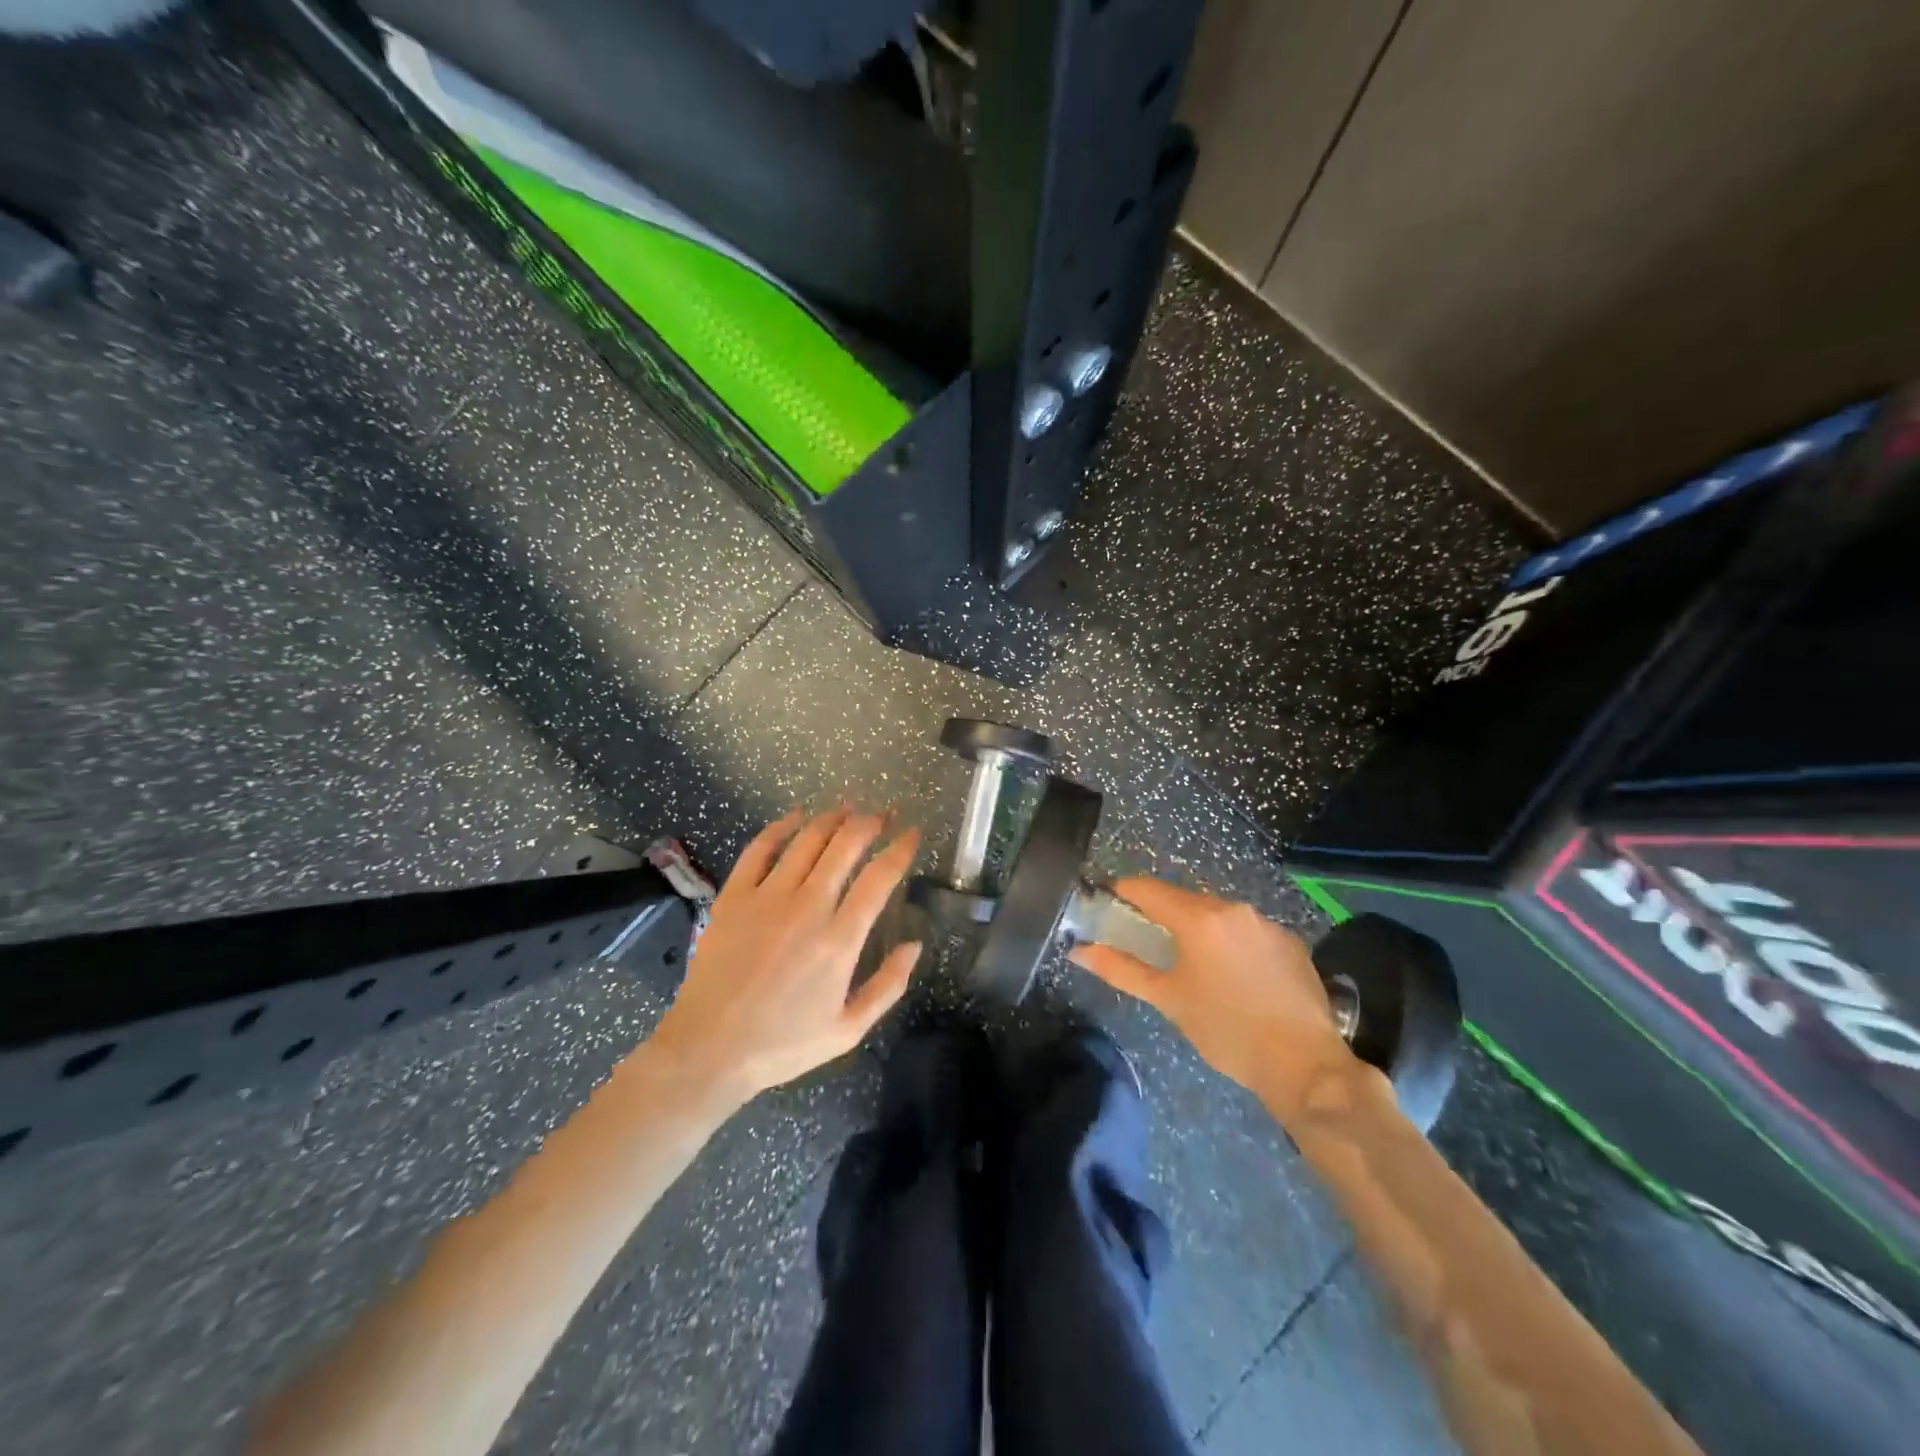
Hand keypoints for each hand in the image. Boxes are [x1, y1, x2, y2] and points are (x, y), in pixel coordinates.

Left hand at [649, 807, 921, 1106]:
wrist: (709, 1050)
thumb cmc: (783, 1045)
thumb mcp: (848, 1029)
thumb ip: (888, 986)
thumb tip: (915, 945)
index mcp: (840, 940)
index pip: (880, 878)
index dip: (900, 849)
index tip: (911, 834)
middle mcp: (808, 907)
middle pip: (846, 846)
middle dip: (870, 823)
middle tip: (881, 815)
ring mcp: (767, 898)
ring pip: (807, 839)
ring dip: (831, 818)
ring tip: (847, 809)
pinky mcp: (734, 897)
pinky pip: (759, 849)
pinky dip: (780, 827)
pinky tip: (795, 816)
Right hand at [1069, 878, 1354, 1116]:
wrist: (1304, 1064)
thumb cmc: (1226, 1031)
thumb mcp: (1168, 1000)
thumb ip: (1121, 969)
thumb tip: (1079, 951)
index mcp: (1199, 918)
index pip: (1149, 889)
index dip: (1124, 891)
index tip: (1108, 902)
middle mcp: (1234, 909)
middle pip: (1185, 899)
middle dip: (1162, 913)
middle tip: (1146, 939)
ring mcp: (1266, 923)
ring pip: (1219, 914)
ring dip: (1199, 927)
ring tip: (1192, 961)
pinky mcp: (1291, 942)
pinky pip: (1248, 930)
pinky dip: (1231, 942)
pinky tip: (1233, 975)